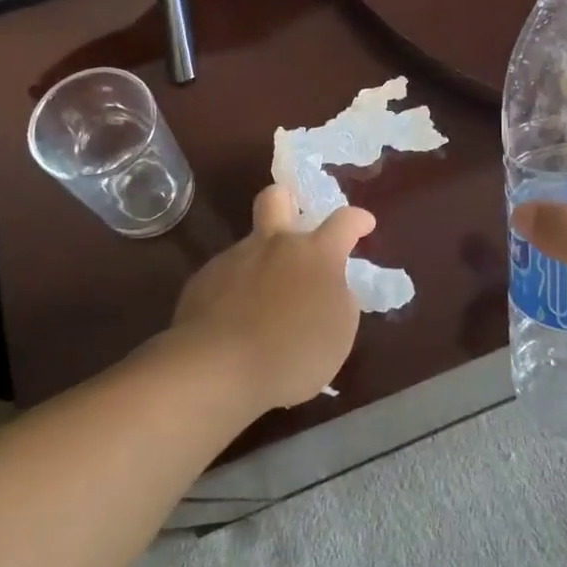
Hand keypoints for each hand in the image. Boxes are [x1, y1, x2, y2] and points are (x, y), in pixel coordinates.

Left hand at [170, 187, 372, 412]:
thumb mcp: (339, 333)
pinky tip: (236, 323)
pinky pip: (226, 278)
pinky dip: (236, 293)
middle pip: (277, 198)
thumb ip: (340, 300)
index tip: (364, 224)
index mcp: (316, 253)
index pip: (344, 221)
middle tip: (294, 224)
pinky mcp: (203, 281)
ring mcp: (234, 259)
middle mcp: (274, 244)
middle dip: (287, 201)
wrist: (217, 368)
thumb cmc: (293, 352)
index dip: (357, 219)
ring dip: (261, 264)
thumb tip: (331, 286)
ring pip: (251, 246)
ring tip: (264, 305)